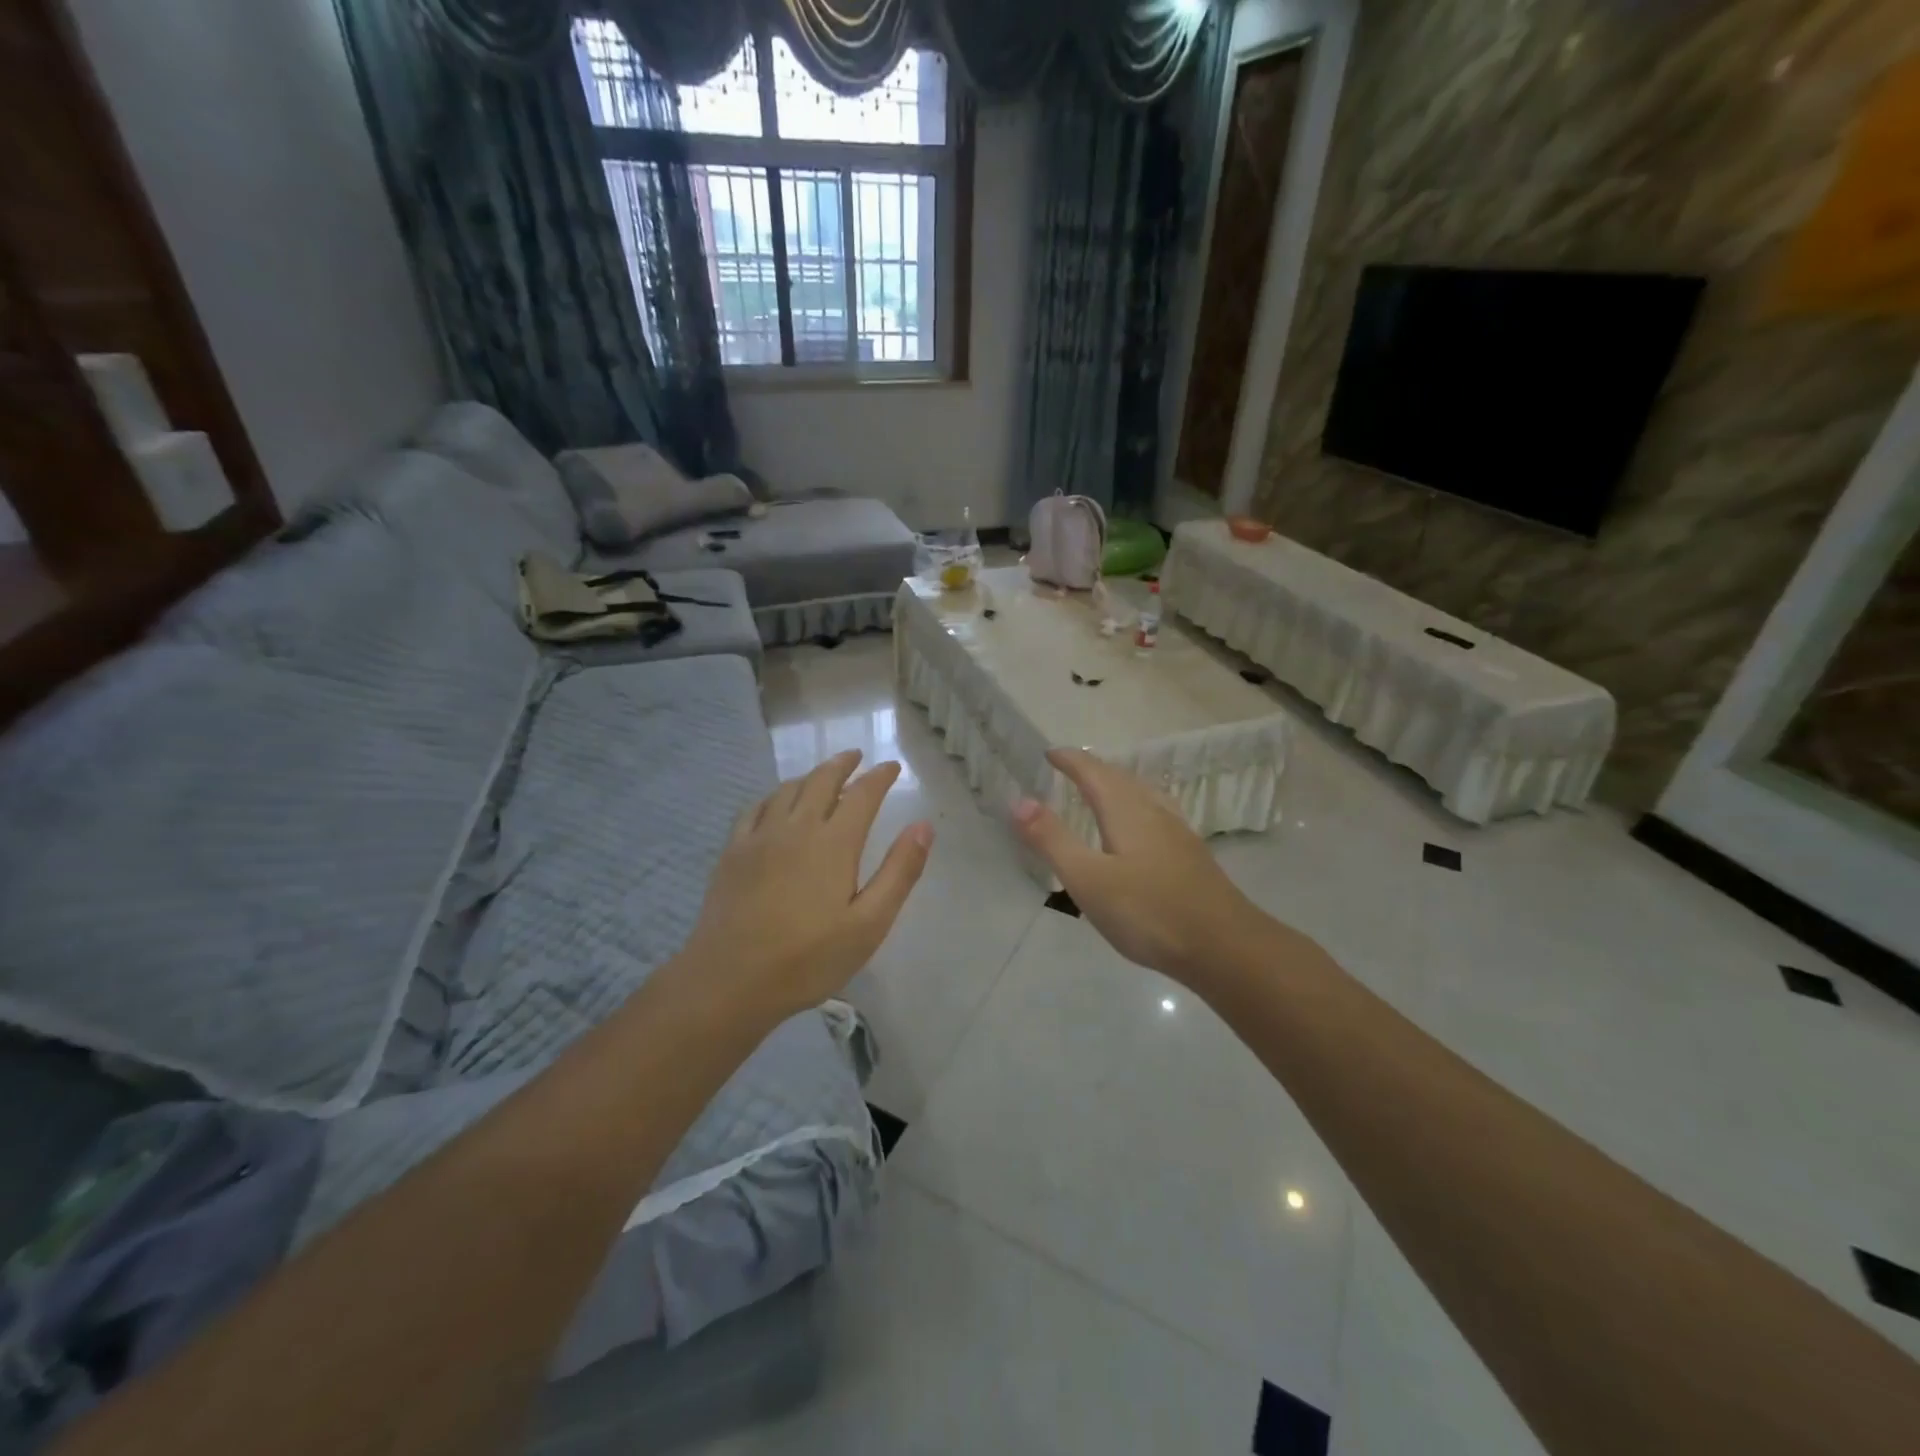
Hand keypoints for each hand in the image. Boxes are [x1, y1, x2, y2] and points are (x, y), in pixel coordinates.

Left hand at [676, 750, 932, 1027]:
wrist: (729, 981)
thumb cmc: (808, 958)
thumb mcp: (869, 923)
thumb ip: (899, 871)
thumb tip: (923, 826)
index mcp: (834, 843)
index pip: (862, 794)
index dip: (879, 777)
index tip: (892, 767)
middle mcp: (796, 827)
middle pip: (821, 780)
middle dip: (842, 764)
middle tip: (856, 756)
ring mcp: (759, 837)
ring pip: (787, 789)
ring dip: (810, 776)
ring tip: (822, 776)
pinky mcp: (733, 852)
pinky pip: (755, 808)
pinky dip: (774, 795)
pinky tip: (775, 803)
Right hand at [1012, 748, 1267, 987]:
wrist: (1224, 947)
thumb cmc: (1149, 912)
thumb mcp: (1088, 879)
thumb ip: (1052, 840)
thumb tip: (1019, 800)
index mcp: (1126, 811)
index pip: (1094, 772)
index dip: (1071, 761)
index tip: (1050, 753)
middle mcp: (1154, 812)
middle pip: (1121, 778)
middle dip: (1093, 769)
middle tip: (1070, 768)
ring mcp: (1178, 833)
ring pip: (1143, 794)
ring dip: (1118, 784)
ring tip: (1104, 789)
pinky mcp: (1192, 856)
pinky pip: (1158, 813)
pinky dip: (1138, 805)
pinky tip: (1145, 828)